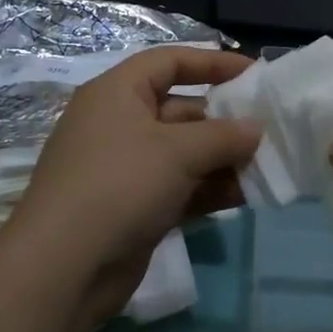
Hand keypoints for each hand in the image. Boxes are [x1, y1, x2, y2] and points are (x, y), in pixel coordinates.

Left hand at [4, 46, 261, 326]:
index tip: (254, 74)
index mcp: (118, 92)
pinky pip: (180, 187)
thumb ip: (223, 136)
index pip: (170, 62)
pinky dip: (209, 189)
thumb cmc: (119, 184)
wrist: (63, 269)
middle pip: (181, 109)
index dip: (212, 63)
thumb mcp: (177, 151)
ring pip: (184, 153)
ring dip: (223, 159)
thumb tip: (256, 129)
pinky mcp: (134, 207)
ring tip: (267, 166)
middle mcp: (120, 123)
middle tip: (269, 130)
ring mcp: (125, 168)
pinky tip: (246, 195)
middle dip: (225, 120)